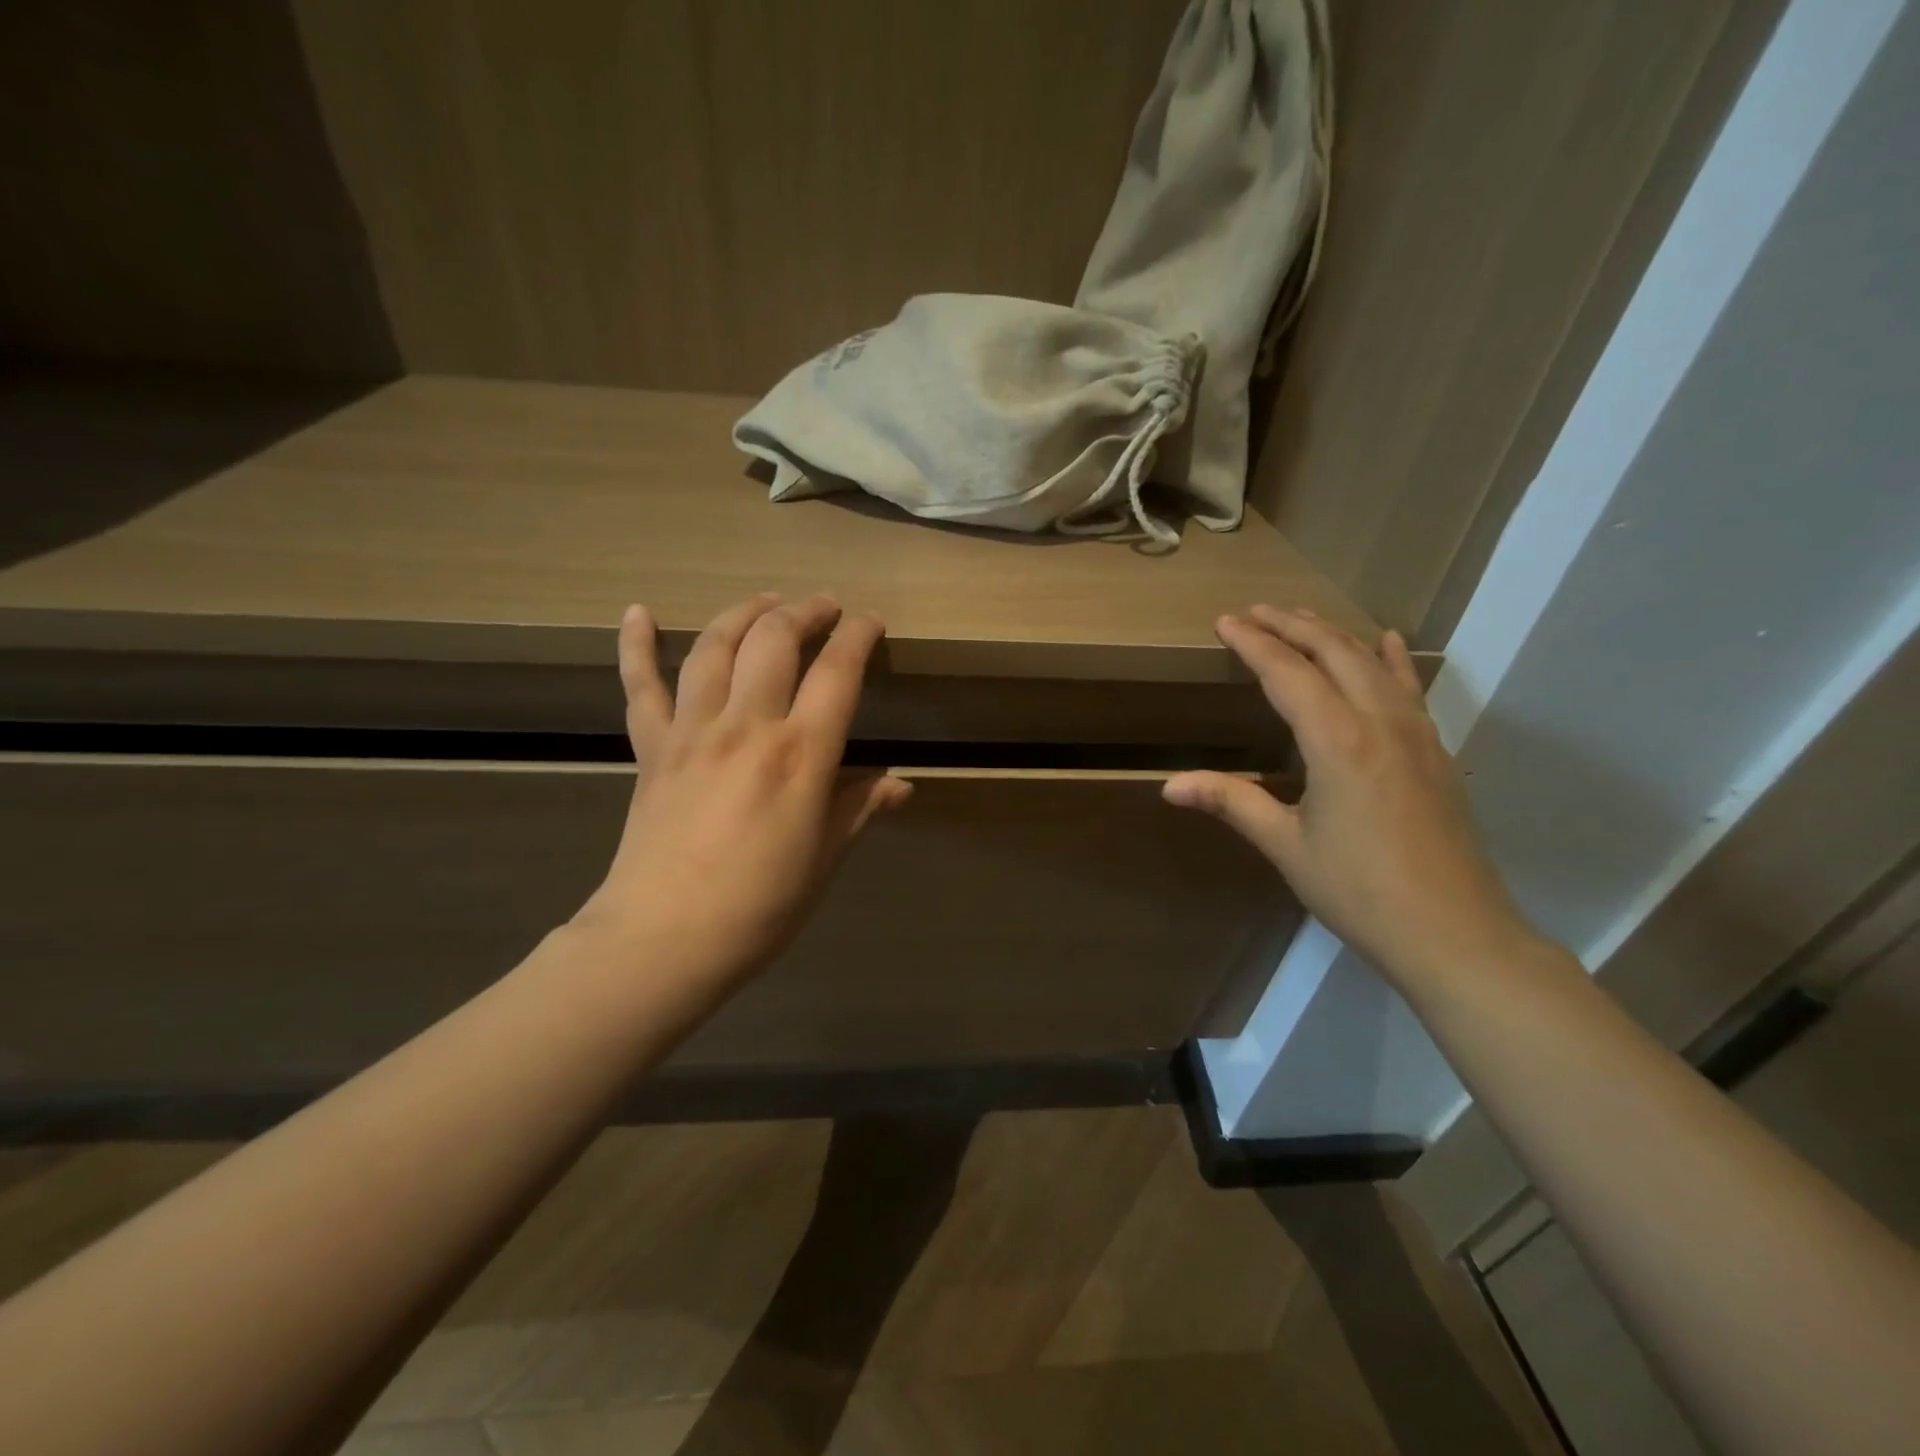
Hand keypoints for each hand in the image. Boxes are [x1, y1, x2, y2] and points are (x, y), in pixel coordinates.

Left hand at [576, 593, 910, 987]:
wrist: (662, 941)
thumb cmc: (759, 907)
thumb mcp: (824, 859)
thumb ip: (859, 808)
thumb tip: (899, 783)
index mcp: (800, 755)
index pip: (837, 672)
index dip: (858, 636)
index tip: (871, 623)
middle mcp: (746, 726)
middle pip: (774, 640)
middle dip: (805, 611)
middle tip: (824, 606)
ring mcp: (692, 731)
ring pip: (715, 647)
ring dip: (744, 614)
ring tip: (765, 603)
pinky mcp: (651, 748)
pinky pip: (639, 686)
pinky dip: (636, 645)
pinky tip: (638, 612)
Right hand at [1164, 607, 1530, 988]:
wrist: (1455, 933)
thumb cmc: (1360, 891)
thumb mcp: (1286, 846)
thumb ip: (1231, 803)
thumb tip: (1168, 784)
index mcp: (1337, 741)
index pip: (1287, 673)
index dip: (1253, 643)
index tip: (1224, 622)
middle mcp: (1379, 722)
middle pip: (1333, 652)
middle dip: (1291, 625)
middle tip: (1255, 610)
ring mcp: (1416, 733)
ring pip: (1373, 663)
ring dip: (1333, 635)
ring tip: (1302, 618)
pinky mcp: (1435, 752)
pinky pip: (1409, 688)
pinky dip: (1391, 659)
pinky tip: (1387, 642)